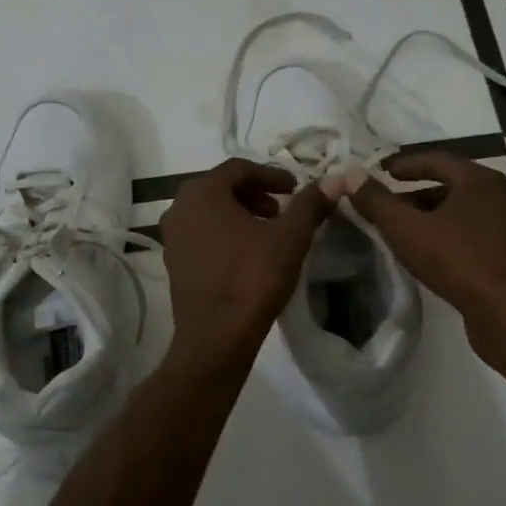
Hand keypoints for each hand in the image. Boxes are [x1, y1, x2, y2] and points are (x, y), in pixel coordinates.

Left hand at [160, 159, 334, 362]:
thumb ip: (310, 204)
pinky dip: (225, 233)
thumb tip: (334, 180)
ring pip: (210, 211)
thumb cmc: (252, 278)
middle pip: (221, 187)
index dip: (271, 175)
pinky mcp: (173, 262)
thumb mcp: (290, 237)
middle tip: (282, 210)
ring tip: (269, 232)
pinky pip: (201, 234)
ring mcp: (171, 236)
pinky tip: (247, 254)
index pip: (239, 168)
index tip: (295, 189)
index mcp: (202, 192)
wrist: (216, 337)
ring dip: (240, 214)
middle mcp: (179, 207)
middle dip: (255, 194)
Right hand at [347, 152, 505, 370]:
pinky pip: (473, 232)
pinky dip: (448, 234)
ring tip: (403, 230)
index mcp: (479, 179)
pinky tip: (430, 252)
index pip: (436, 159)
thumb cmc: (458, 260)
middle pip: (450, 184)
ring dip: (432, 216)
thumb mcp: (407, 229)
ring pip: (462, 211)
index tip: (380, 172)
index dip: (404, 165)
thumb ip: (377, 201)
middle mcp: (499, 195)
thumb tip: (350, 175)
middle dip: (415, 193)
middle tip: (387, 204)